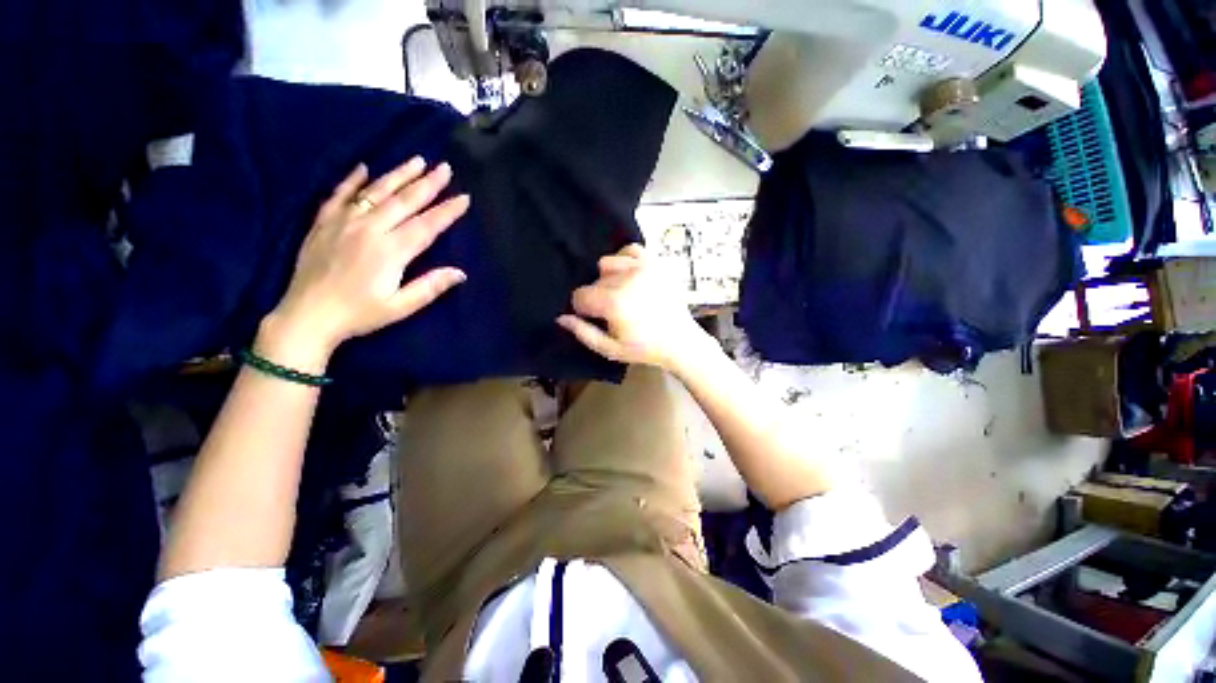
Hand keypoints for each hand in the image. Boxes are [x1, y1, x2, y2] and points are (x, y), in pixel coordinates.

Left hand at [259, 158, 469, 370]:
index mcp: (390, 251)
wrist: (307, 316)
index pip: (426, 225)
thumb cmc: (359, 314)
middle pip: (404, 201)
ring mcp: (343, 222)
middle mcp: (369, 229)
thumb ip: (430, 287)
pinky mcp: (323, 223)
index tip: (464, 197)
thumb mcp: (400, 307)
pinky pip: (339, 195)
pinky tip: (363, 167)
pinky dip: (351, 180)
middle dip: (428, 184)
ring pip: (375, 191)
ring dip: (398, 174)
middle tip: (445, 167)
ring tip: (416, 160)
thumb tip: (460, 273)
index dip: (447, 211)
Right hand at [557, 244, 709, 370]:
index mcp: (615, 303)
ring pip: (608, 263)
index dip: (583, 309)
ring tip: (621, 293)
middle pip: (594, 281)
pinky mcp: (656, 263)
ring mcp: (643, 268)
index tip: (595, 318)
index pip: (580, 296)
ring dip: (609, 278)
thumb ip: (583, 332)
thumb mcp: (610, 349)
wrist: (680, 341)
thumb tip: (561, 317)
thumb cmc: (644, 348)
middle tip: (612, 311)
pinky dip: (625, 259)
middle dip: (597, 296)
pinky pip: (630, 249)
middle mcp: (627, 279)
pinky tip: (629, 275)